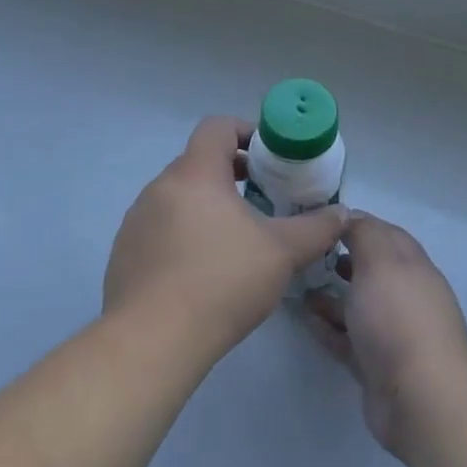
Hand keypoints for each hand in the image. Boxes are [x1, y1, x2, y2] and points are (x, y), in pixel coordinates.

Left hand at [103, 116, 347, 352]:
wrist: (154, 339)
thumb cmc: (223, 281)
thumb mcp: (282, 253)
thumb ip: (317, 228)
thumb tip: (341, 213)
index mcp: (194, 174)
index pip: (217, 127)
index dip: (246, 131)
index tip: (270, 156)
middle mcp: (159, 188)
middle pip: (198, 163)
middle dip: (232, 174)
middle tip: (263, 199)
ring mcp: (137, 220)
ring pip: (178, 198)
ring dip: (208, 206)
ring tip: (236, 239)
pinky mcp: (125, 252)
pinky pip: (160, 228)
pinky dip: (184, 234)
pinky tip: (203, 271)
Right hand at [303, 213, 466, 457]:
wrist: (419, 398)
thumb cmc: (399, 318)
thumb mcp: (380, 262)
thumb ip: (365, 234)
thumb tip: (350, 215)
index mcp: (413, 267)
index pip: (386, 235)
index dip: (357, 224)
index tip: (322, 220)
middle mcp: (406, 297)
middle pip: (371, 271)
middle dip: (341, 260)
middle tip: (307, 254)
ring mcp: (392, 334)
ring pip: (357, 306)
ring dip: (330, 295)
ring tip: (298, 287)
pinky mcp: (376, 366)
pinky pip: (347, 339)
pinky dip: (327, 328)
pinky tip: (305, 320)